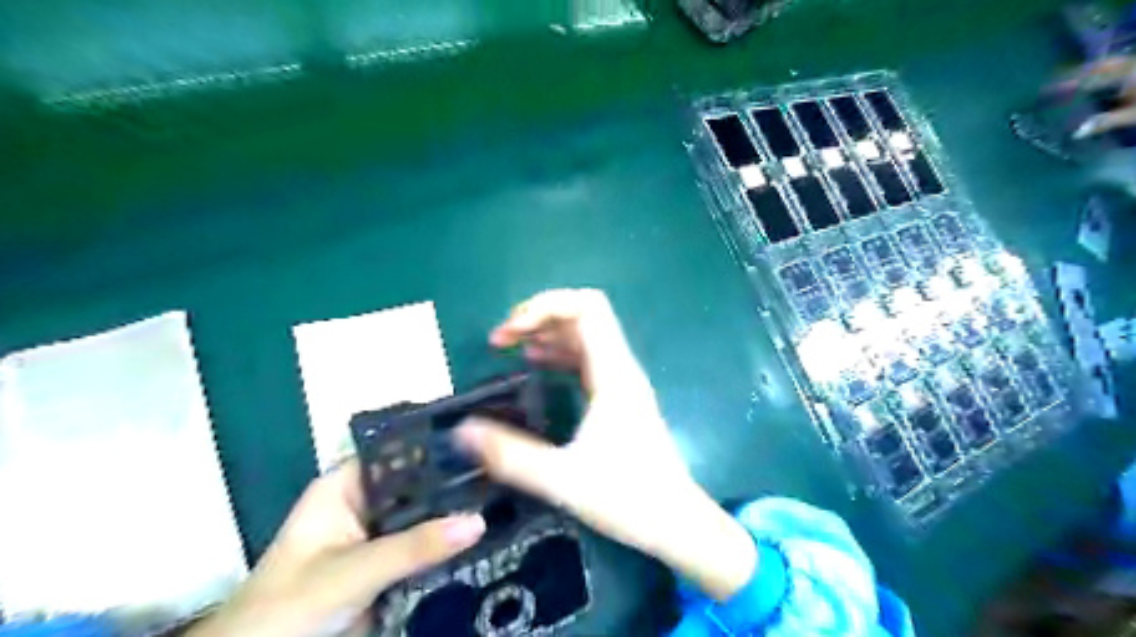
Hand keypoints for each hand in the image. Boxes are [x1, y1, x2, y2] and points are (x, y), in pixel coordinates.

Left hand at [186, 460, 488, 635]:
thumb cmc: (287, 610)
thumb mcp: (351, 573)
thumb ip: (413, 547)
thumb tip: (478, 520)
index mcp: (345, 487)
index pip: (398, 453)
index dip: (436, 446)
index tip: (482, 446)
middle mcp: (365, 504)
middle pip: (417, 485)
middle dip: (454, 484)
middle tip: (503, 476)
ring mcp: (378, 537)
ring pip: (424, 518)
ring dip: (454, 516)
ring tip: (505, 500)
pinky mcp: (387, 567)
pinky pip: (424, 548)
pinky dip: (448, 546)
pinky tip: (487, 536)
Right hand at [454, 291, 751, 598]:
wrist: (676, 521)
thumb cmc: (628, 498)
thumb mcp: (562, 478)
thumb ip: (510, 455)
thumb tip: (462, 431)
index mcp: (613, 374)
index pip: (587, 307)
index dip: (545, 306)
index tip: (510, 332)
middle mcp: (620, 368)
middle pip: (583, 314)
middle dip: (539, 316)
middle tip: (501, 339)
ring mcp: (621, 381)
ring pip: (584, 335)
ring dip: (547, 332)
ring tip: (509, 347)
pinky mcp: (618, 397)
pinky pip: (586, 359)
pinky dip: (558, 353)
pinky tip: (535, 365)